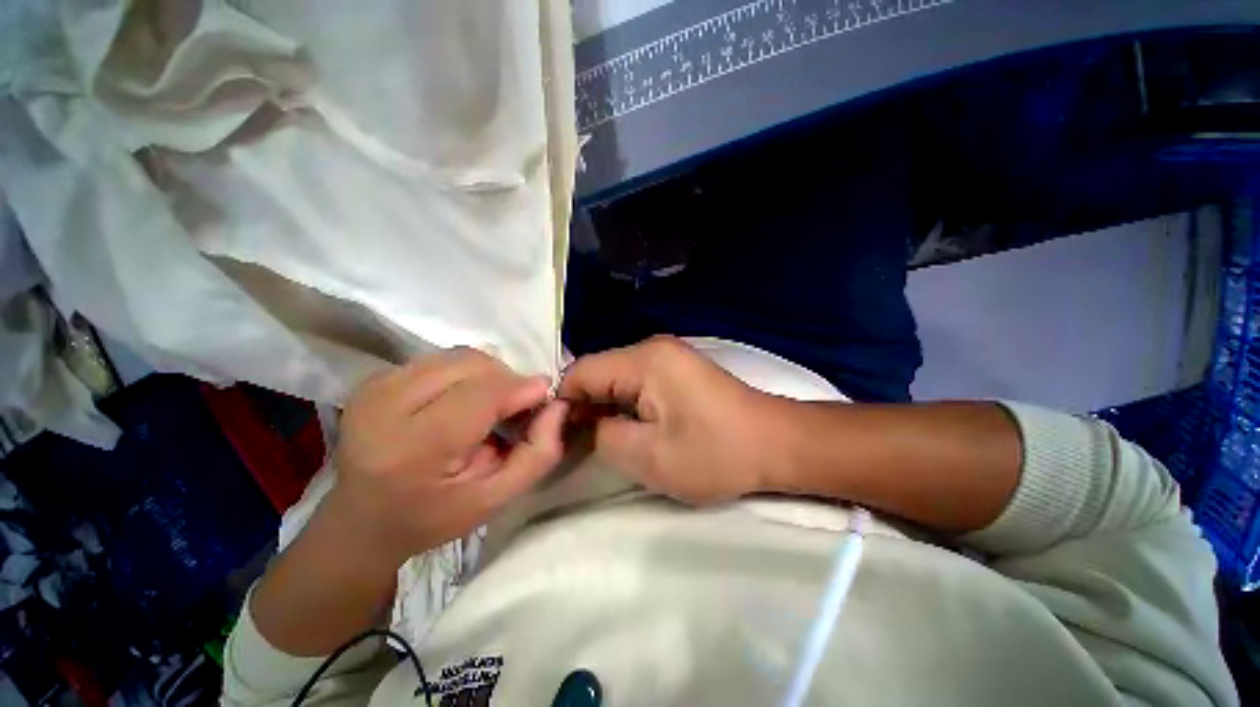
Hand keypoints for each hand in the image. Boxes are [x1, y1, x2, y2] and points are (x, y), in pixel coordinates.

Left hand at [330, 348, 566, 565]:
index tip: (545, 397)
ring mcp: (375, 387)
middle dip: (507, 380)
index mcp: (414, 448)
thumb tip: (558, 404)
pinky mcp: (374, 378)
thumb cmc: (432, 517)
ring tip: (491, 405)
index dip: (521, 388)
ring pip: (458, 356)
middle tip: (516, 408)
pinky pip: (441, 359)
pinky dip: (466, 373)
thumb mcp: (496, 500)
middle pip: (471, 365)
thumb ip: (538, 454)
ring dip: (488, 374)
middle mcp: (386, 406)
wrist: (361, 521)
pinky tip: (464, 400)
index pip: (482, 394)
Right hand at [559, 336, 776, 504]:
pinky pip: (636, 382)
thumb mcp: (648, 456)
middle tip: (580, 445)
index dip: (563, 404)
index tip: (559, 438)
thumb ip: (600, 436)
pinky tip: (629, 427)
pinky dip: (625, 405)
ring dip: (606, 407)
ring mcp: (668, 356)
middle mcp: (652, 348)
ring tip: (604, 439)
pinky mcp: (678, 370)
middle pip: (598, 372)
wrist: (776, 444)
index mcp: (644, 359)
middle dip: (584, 407)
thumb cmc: (715, 453)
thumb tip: (583, 423)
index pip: (580, 371)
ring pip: (616, 379)